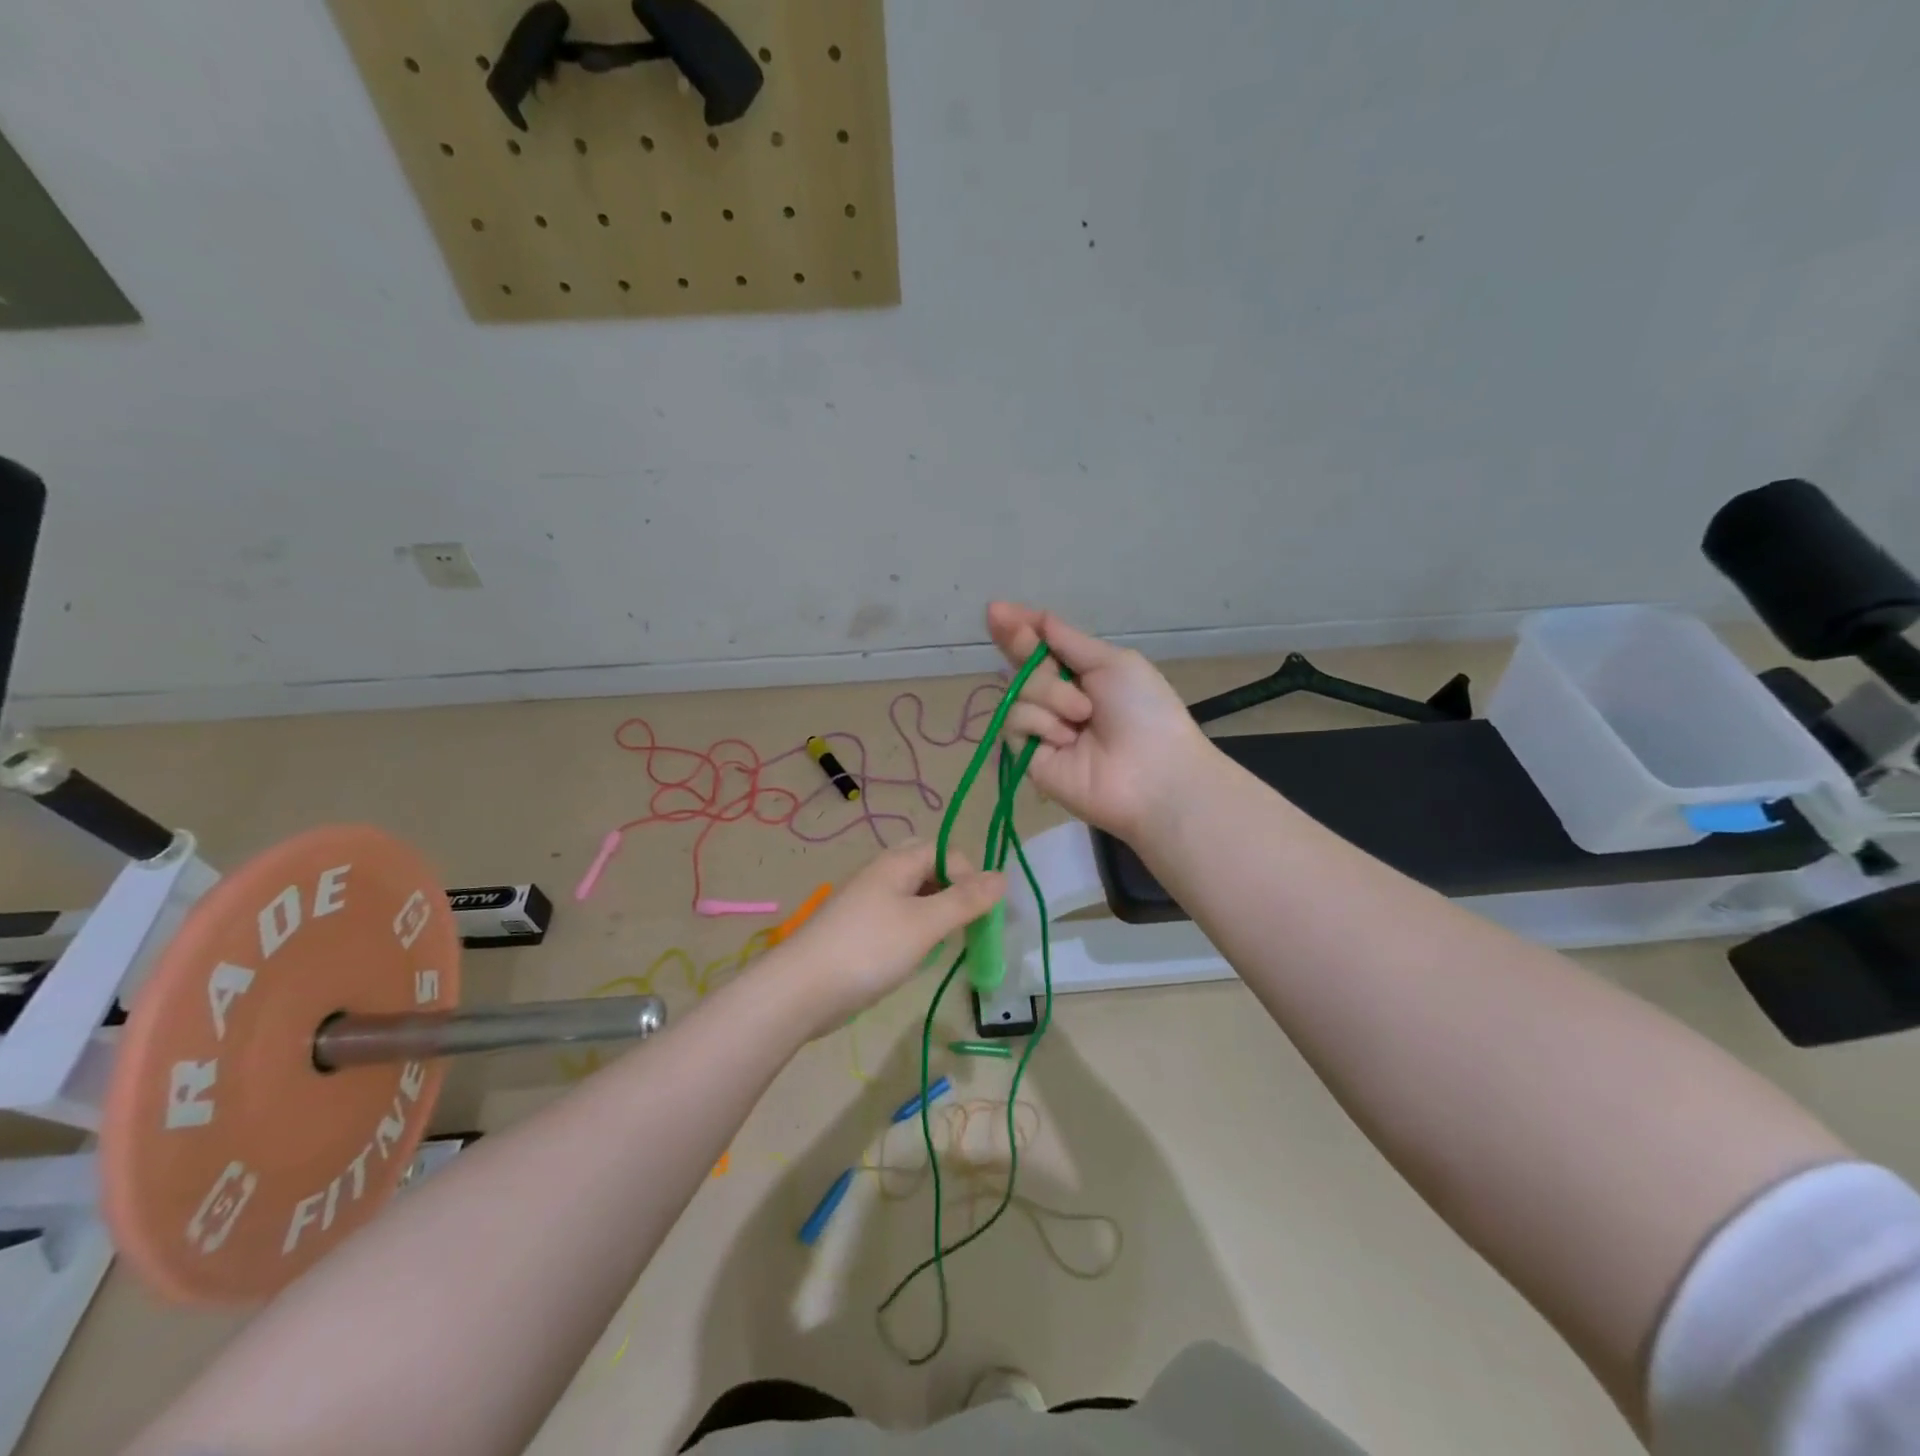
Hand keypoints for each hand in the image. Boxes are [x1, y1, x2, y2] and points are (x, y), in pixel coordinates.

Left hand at [770, 840, 1004, 1037]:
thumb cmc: (869, 949)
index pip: (947, 852)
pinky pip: (896, 916)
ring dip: (934, 911)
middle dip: (952, 890)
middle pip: (928, 867)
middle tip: (963, 922)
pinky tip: (915, 954)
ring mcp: (866, 901)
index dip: (970, 877)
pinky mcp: (857, 928)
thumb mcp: (925, 924)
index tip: (979, 914)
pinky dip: (914, 928)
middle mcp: (881, 873)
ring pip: (912, 893)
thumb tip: (1002, 876)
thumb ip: (965, 900)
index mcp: (897, 862)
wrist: (801, 989)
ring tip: (942, 941)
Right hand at [987, 602, 1214, 841]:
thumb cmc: (1144, 710)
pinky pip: (1016, 723)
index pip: (1041, 647)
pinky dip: (1041, 723)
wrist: (1153, 773)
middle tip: (1021, 635)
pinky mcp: (1029, 757)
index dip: (1019, 628)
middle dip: (1021, 645)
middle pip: (1022, 663)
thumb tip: (1036, 618)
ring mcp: (1042, 728)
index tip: (996, 610)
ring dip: (1050, 695)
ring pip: (1018, 691)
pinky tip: (1066, 738)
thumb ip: (1068, 641)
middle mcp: (1058, 699)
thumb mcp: (1112, 663)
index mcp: (1082, 674)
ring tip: (1083, 716)